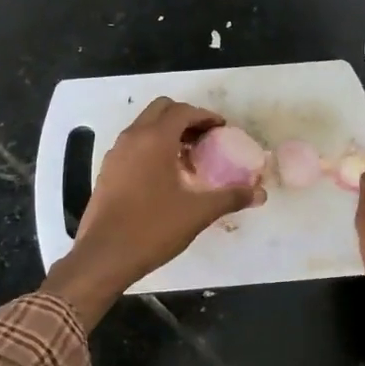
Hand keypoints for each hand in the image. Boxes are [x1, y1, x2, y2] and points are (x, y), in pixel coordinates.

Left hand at [41, 98, 263, 323]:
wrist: (104, 256)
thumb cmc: (152, 228)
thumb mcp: (197, 212)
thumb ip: (230, 197)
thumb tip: (260, 193)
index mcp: (154, 139)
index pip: (183, 111)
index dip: (206, 116)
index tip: (222, 130)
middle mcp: (132, 137)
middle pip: (161, 110)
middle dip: (185, 118)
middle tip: (205, 139)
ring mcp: (116, 153)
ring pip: (144, 126)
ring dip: (167, 132)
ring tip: (189, 157)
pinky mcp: (107, 170)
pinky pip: (133, 144)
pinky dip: (151, 147)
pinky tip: (165, 175)